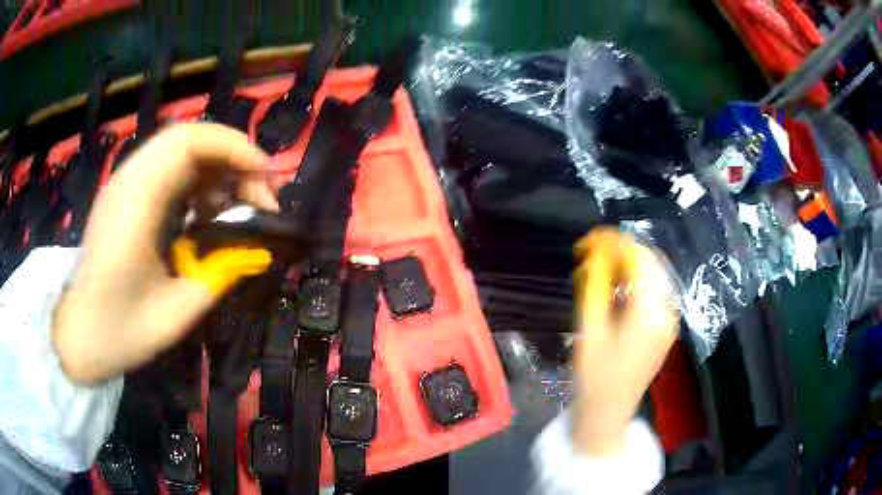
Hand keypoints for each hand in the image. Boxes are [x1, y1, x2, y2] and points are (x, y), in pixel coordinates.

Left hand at [54, 123, 277, 384]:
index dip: (234, 148)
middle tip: (259, 193)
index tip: (266, 179)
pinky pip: (169, 167)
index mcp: (135, 206)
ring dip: (217, 167)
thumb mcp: (177, 314)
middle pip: (188, 137)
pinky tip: (208, 210)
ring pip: (180, 149)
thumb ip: (220, 274)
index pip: (188, 143)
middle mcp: (127, 181)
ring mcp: (124, 184)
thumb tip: (256, 248)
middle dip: (232, 156)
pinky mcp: (126, 194)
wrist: (78, 334)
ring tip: (237, 203)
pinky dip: (198, 178)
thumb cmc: (120, 331)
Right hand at [571, 228, 677, 455]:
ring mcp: (670, 319)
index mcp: (649, 313)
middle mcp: (667, 311)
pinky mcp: (666, 326)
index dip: (616, 242)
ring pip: (654, 274)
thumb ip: (596, 286)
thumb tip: (595, 252)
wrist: (609, 412)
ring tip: (601, 266)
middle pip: (651, 263)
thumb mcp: (590, 330)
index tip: (591, 239)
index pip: (639, 259)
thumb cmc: (594, 377)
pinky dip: (637, 280)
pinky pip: (655, 290)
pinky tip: (618, 285)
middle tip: (592, 252)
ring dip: (630, 264)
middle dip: (623, 250)